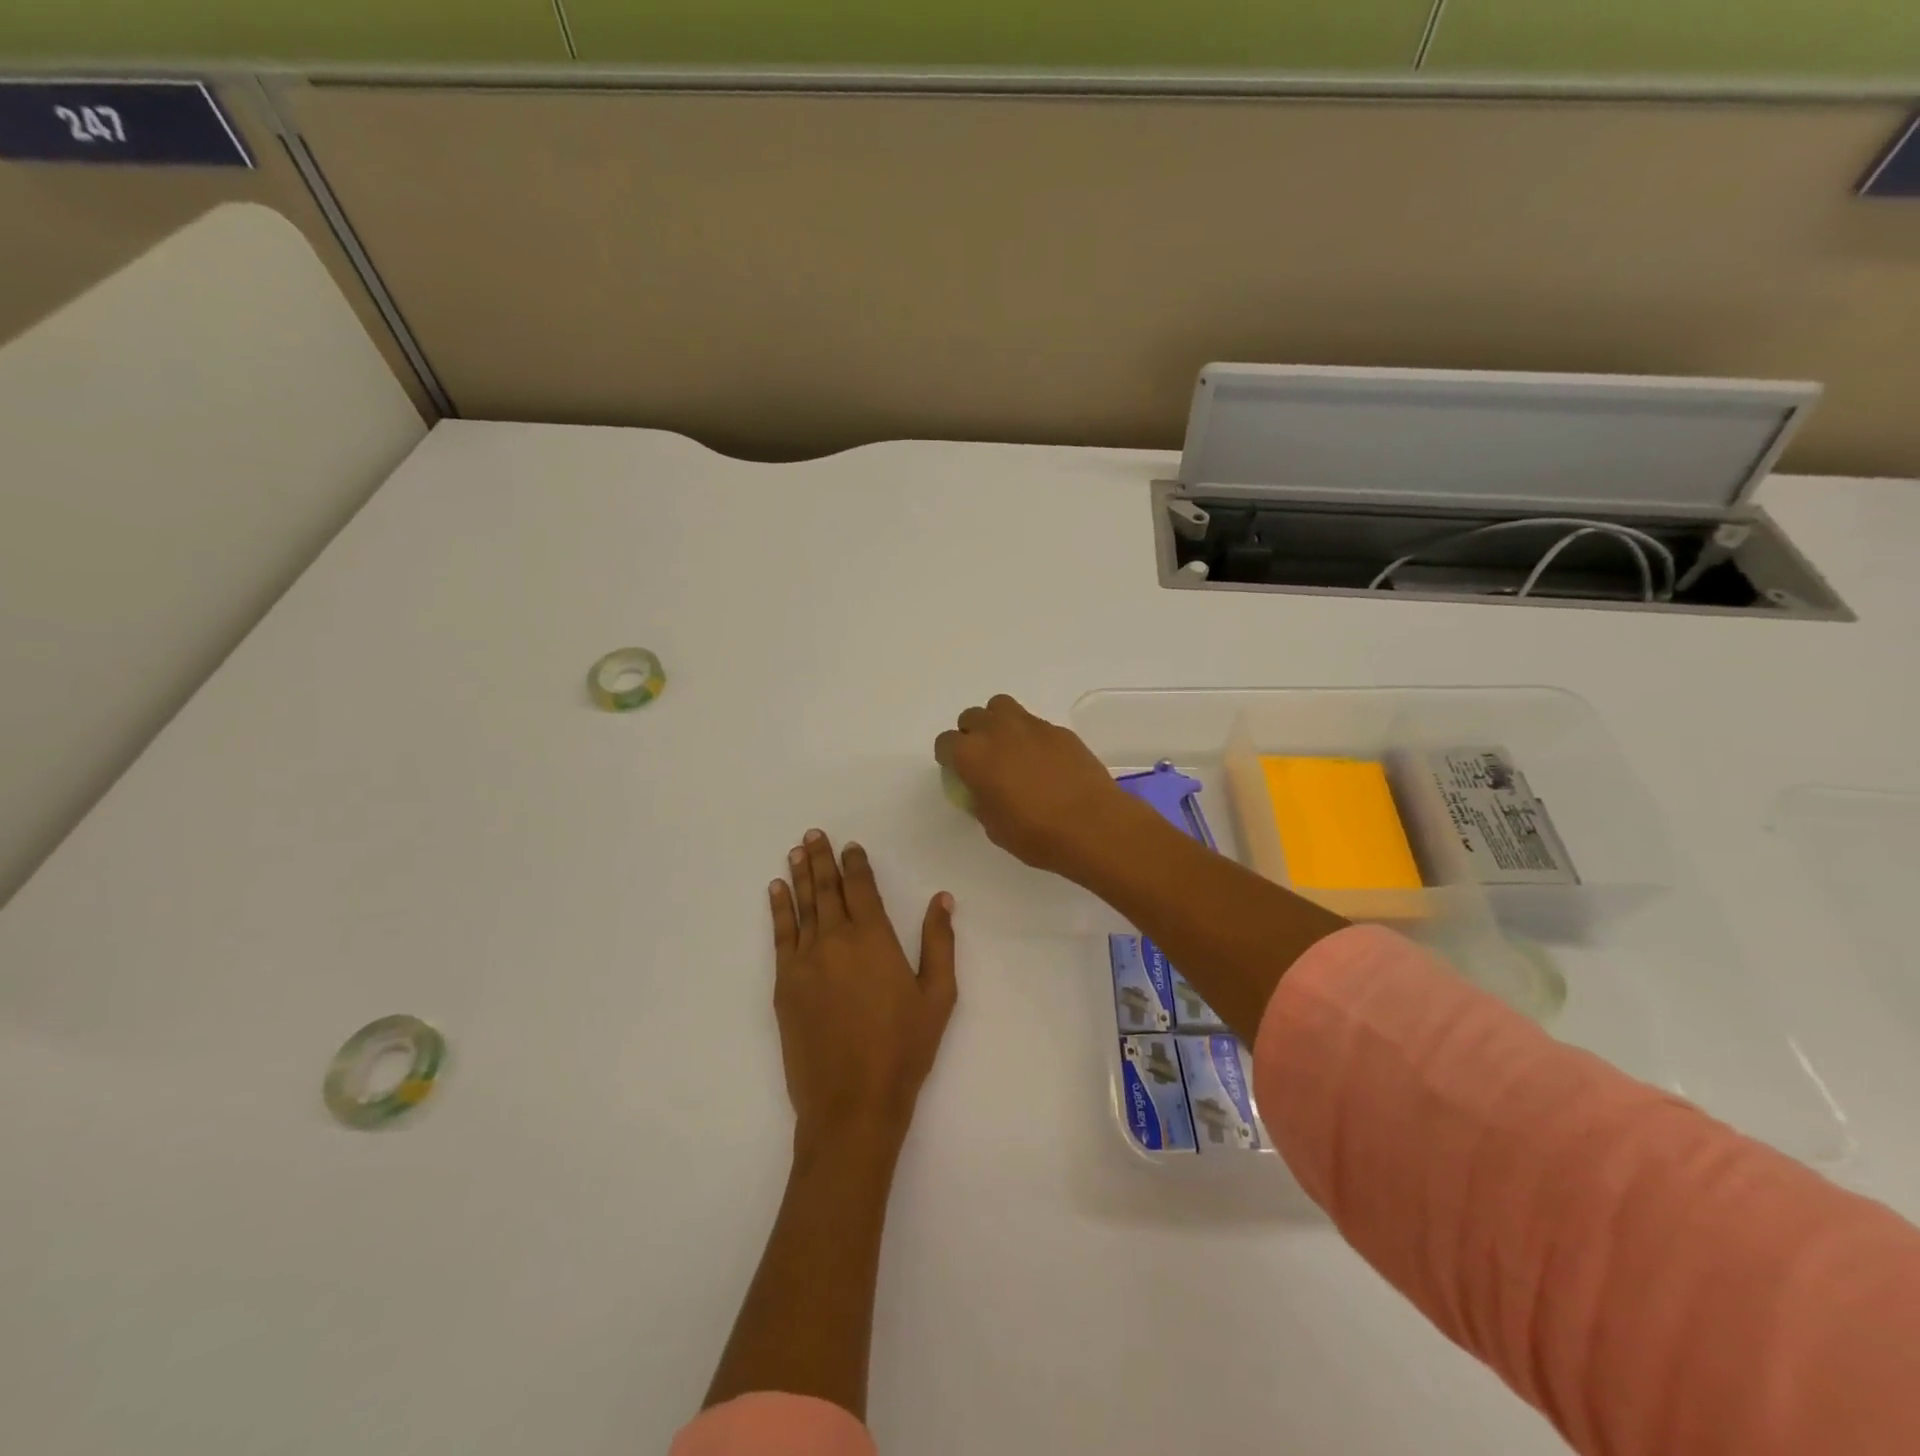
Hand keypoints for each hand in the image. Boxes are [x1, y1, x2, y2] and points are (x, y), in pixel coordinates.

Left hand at [769, 831, 957, 1156]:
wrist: (852, 1102)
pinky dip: (778, 909)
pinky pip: (780, 935)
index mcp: (875, 938)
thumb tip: (941, 898)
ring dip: (799, 876)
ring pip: (802, 906)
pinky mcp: (784, 984)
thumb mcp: (938, 996)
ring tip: (797, 851)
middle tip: (814, 835)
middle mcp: (836, 939)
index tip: (850, 845)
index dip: (855, 863)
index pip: (861, 888)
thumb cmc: (904, 1049)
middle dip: (821, 859)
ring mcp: (805, 961)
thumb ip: (940, 942)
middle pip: (827, 889)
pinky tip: (775, 891)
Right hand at [934, 695, 1143, 877]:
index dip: (948, 757)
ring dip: (998, 723)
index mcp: (972, 755)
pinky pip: (1034, 724)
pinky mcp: (1059, 730)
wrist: (1093, 825)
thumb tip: (984, 791)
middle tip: (983, 760)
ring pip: (1001, 707)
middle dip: (972, 734)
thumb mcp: (994, 827)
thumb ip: (981, 800)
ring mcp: (1031, 726)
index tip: (958, 773)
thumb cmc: (1036, 834)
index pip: (945, 742)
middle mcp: (997, 731)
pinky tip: (1043, 762)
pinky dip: (1030, 736)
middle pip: (972, 717)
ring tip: (1009, 749)